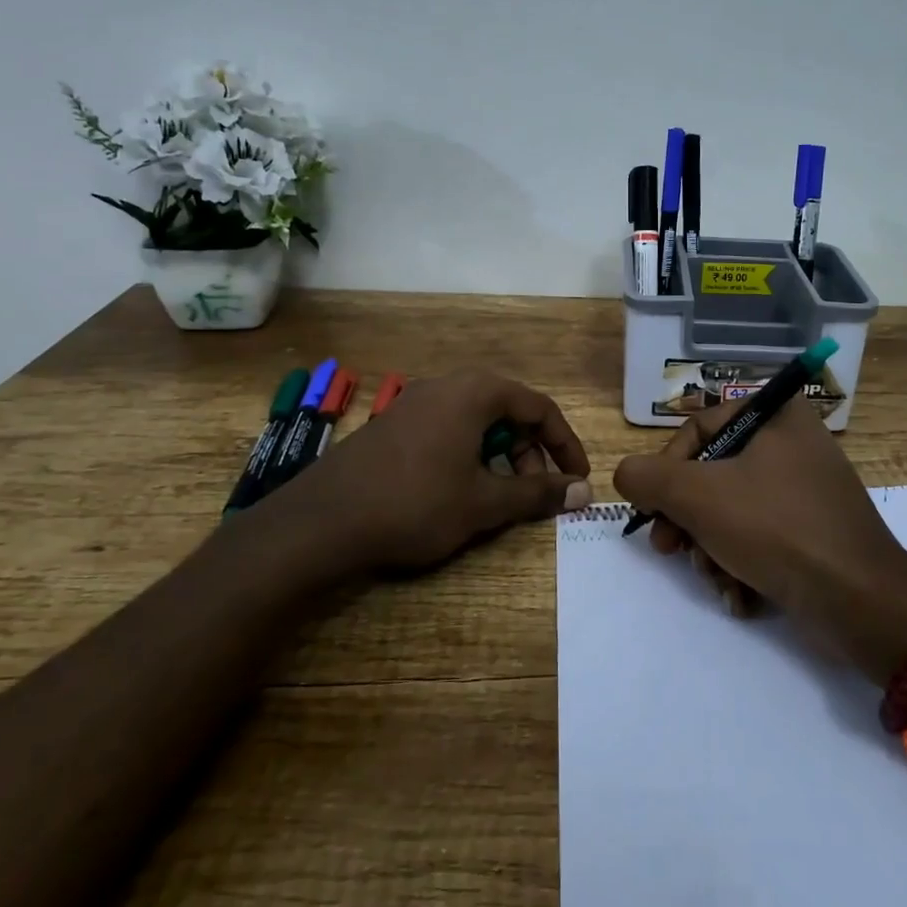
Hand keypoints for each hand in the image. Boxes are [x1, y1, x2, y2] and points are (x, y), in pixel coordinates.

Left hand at [277, 371, 592, 572]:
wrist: (322, 521)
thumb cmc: (415, 504)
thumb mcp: (484, 503)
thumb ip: (538, 493)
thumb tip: (584, 491)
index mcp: (475, 392)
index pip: (540, 408)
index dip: (565, 444)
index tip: (578, 478)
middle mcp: (447, 385)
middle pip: (509, 410)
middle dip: (531, 451)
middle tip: (534, 491)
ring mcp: (416, 401)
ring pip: (477, 421)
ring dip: (500, 454)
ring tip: (497, 495)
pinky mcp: (394, 423)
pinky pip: (448, 428)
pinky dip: (469, 454)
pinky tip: (458, 490)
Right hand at [612, 399, 906, 684]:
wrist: (860, 601)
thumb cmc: (776, 528)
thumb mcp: (698, 496)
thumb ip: (648, 478)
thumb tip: (626, 475)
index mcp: (776, 415)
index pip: (698, 429)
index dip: (667, 471)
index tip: (653, 512)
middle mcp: (793, 443)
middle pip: (712, 474)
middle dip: (687, 519)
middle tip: (669, 550)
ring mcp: (807, 489)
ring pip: (732, 511)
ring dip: (711, 549)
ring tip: (715, 579)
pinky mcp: (814, 531)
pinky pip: (761, 537)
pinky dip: (741, 564)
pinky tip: (740, 596)